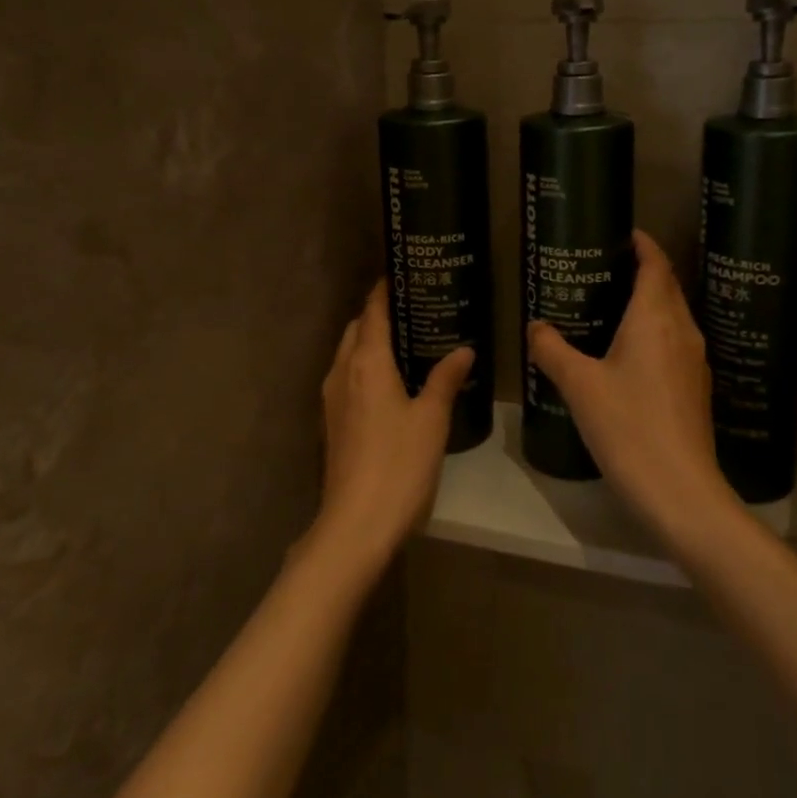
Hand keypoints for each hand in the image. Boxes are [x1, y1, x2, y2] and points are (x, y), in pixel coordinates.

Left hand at [315, 282, 473, 574]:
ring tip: (407, 340)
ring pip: (348, 354)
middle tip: (414, 308)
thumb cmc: (399, 464)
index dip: (384, 291)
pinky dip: (365, 366)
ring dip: (369, 341)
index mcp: (366, 363)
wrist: (355, 524)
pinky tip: (392, 381)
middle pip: (355, 329)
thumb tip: (464, 350)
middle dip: (377, 314)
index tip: (402, 273)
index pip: (372, 312)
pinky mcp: (332, 423)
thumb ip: (445, 379)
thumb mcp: (431, 419)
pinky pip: (347, 378)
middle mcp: (342, 372)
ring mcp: (332, 399)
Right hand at [527, 230, 736, 545]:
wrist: (679, 490)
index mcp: (656, 318)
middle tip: (604, 268)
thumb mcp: (579, 385)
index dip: (642, 244)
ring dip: (649, 302)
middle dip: (643, 270)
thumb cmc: (628, 426)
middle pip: (667, 286)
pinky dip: (653, 332)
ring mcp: (694, 361)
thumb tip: (535, 326)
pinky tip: (627, 352)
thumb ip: (552, 350)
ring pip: (673, 315)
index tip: (622, 233)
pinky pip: (674, 342)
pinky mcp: (695, 388)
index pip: (656, 264)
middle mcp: (682, 330)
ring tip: (610, 305)